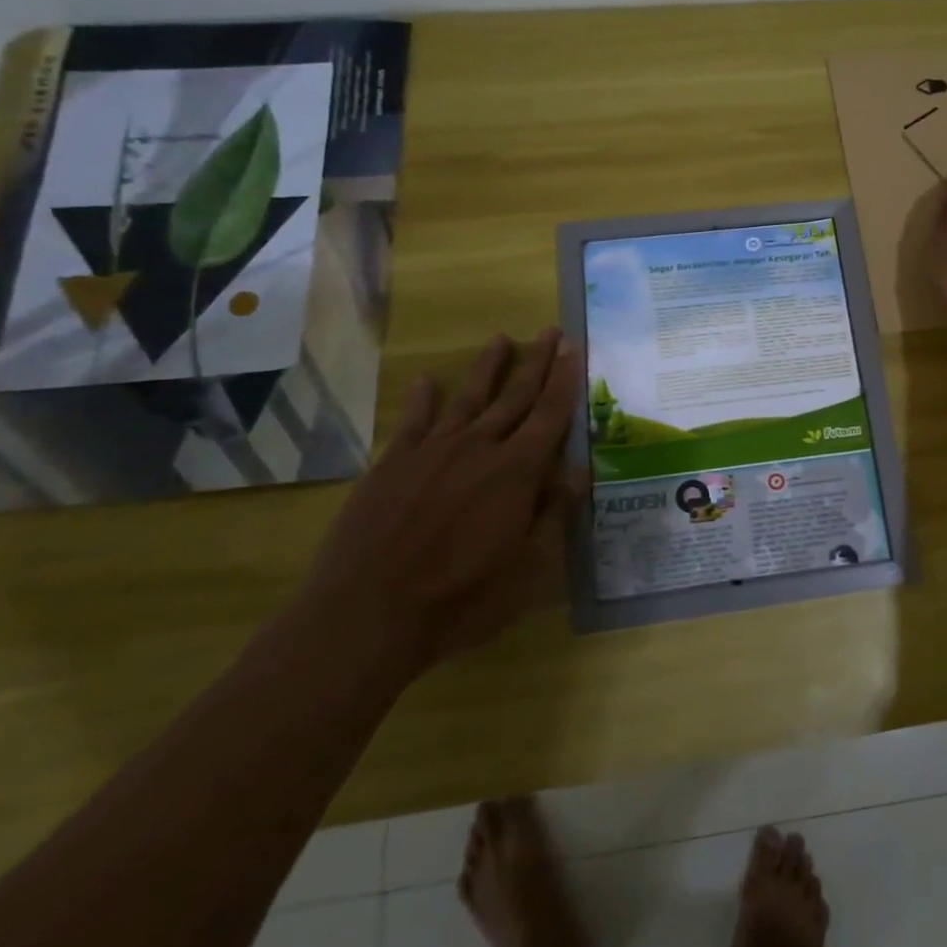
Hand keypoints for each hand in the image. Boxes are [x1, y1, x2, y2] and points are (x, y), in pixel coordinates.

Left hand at [297, 329, 582, 677]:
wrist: (366, 615)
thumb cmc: (461, 598)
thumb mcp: (527, 566)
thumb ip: (553, 510)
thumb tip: (580, 469)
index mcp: (517, 470)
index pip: (550, 413)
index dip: (565, 379)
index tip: (574, 347)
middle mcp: (479, 448)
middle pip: (514, 396)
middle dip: (536, 362)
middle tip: (550, 331)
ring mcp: (431, 452)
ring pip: (468, 398)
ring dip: (488, 368)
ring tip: (501, 339)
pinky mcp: (392, 465)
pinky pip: (413, 421)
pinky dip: (423, 398)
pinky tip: (427, 381)